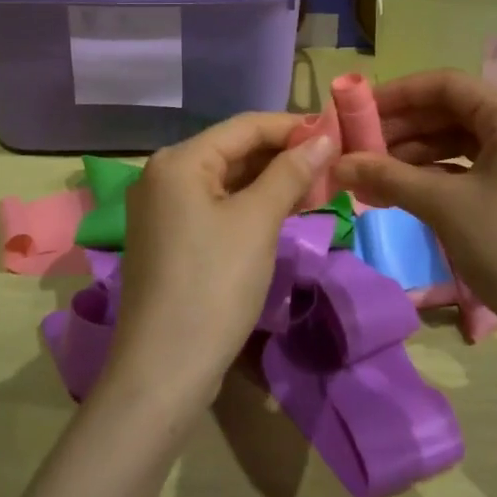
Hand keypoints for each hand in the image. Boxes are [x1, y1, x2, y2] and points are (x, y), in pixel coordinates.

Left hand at [102, 113, 335, 411]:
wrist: (163, 370)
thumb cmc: (214, 284)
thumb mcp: (257, 222)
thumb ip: (290, 173)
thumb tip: (322, 137)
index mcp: (179, 160)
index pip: (244, 126)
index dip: (291, 126)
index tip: (335, 132)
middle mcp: (163, 174)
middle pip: (232, 150)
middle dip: (281, 154)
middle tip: (331, 162)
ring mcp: (161, 208)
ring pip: (225, 180)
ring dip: (268, 180)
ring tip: (316, 184)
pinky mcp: (168, 238)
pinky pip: (214, 205)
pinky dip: (248, 204)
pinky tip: (282, 210)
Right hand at [331, 69, 496, 342]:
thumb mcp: (443, 206)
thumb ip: (387, 176)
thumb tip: (337, 164)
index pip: (447, 85)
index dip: (399, 94)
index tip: (359, 110)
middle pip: (455, 111)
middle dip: (404, 126)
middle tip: (361, 145)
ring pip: (464, 141)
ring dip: (418, 153)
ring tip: (376, 172)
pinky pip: (476, 167)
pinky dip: (440, 174)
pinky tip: (407, 190)